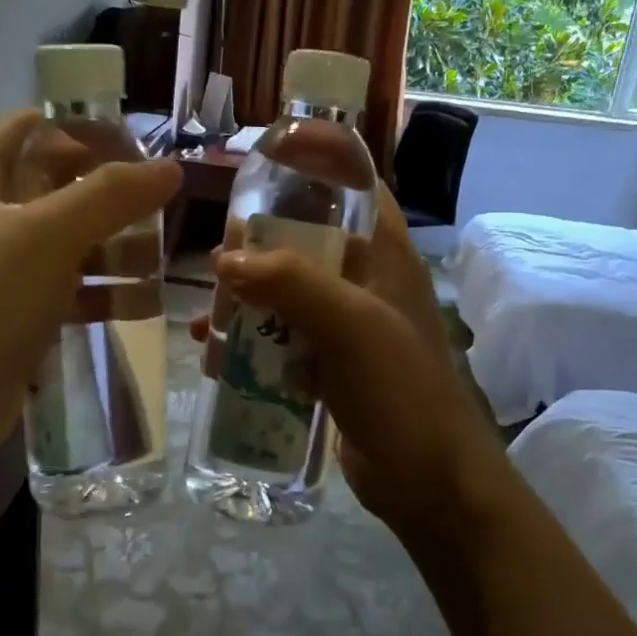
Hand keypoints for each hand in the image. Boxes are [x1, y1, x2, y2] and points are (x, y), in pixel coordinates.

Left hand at [0, 111, 180, 448]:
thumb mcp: (52, 235)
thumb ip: (112, 195)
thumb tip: (171, 168)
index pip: (25, 128)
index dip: (75, 125)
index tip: (128, 137)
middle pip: (57, 185)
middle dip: (109, 192)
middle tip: (159, 197)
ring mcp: (6, 267)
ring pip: (71, 240)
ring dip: (117, 246)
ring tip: (161, 257)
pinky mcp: (21, 311)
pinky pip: (73, 288)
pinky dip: (106, 291)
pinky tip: (146, 301)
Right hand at [196, 190, 504, 542]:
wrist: (428, 481)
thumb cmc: (400, 391)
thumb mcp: (350, 327)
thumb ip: (289, 284)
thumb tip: (224, 261)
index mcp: (384, 251)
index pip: (354, 181)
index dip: (316, 157)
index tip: (266, 154)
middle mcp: (364, 276)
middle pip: (305, 236)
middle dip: (258, 244)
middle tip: (218, 262)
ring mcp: (346, 320)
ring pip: (286, 288)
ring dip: (246, 298)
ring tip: (209, 318)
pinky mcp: (329, 360)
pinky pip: (282, 334)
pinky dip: (251, 339)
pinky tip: (218, 356)